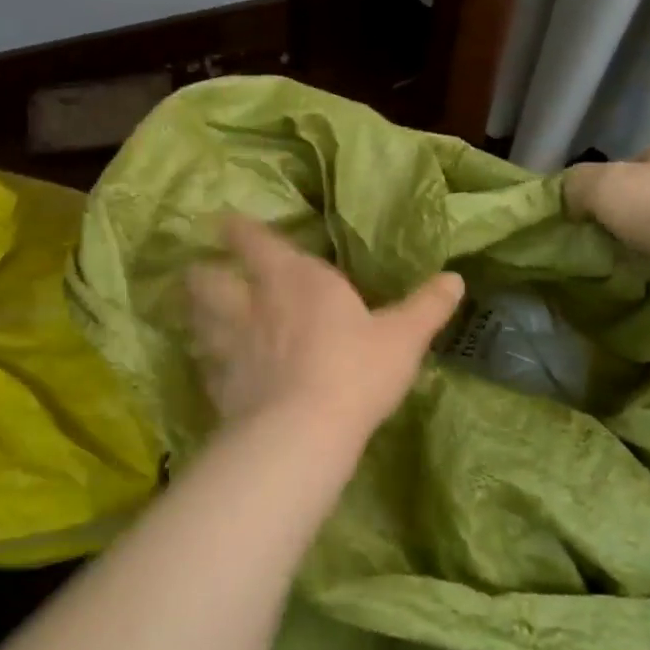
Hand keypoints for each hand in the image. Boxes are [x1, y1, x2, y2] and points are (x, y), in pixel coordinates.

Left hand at [187, 215, 463, 441]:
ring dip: (195, 314)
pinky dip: (207, 365)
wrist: (305, 430)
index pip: (256, 243)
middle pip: (210, 279)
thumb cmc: (356, 370)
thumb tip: (455, 278)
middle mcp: (254, 305)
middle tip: (198, 270)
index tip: (224, 220)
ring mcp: (231, 346)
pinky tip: (211, 371)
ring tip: (194, 314)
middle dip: (202, 272)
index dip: (238, 230)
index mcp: (295, 280)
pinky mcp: (221, 386)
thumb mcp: (403, 338)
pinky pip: (206, 369)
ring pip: (199, 320)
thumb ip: (426, 307)